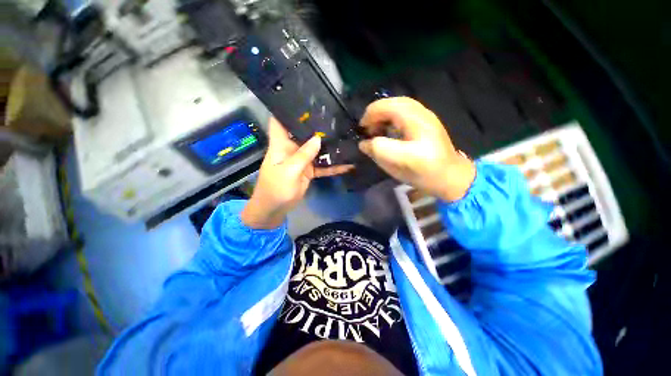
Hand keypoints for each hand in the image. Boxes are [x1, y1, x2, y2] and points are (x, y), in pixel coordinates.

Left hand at [241, 118, 353, 228]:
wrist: (275, 209)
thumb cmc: (275, 189)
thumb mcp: (289, 171)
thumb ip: (303, 155)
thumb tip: (318, 138)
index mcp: (280, 144)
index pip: (280, 120)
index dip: (287, 108)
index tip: (303, 98)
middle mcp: (292, 148)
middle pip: (303, 132)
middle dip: (316, 125)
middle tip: (335, 116)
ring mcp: (302, 159)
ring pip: (316, 149)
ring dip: (329, 145)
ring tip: (346, 136)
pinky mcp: (309, 170)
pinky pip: (323, 166)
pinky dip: (333, 166)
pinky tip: (348, 164)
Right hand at [358, 97, 475, 201]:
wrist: (451, 177)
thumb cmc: (424, 172)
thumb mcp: (397, 164)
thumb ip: (377, 150)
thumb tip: (364, 143)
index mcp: (415, 120)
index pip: (386, 107)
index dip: (369, 116)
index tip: (361, 131)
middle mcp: (421, 112)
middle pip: (392, 102)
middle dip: (376, 114)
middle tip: (368, 130)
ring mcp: (425, 116)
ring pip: (399, 105)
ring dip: (384, 115)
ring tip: (377, 131)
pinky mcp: (426, 122)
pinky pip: (405, 112)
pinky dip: (392, 118)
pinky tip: (390, 131)